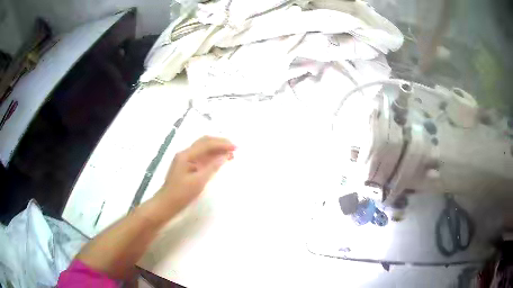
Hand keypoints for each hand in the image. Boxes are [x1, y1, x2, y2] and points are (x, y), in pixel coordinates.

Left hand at [158, 136, 235, 210]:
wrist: (166, 204)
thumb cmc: (181, 194)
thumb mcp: (198, 182)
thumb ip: (212, 167)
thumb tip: (225, 156)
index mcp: (186, 155)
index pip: (207, 144)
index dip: (222, 144)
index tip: (235, 148)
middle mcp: (185, 153)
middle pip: (204, 142)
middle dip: (220, 143)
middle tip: (234, 148)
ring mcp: (185, 159)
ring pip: (203, 148)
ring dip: (216, 149)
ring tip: (230, 154)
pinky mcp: (186, 166)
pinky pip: (201, 157)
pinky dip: (211, 156)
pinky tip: (219, 160)